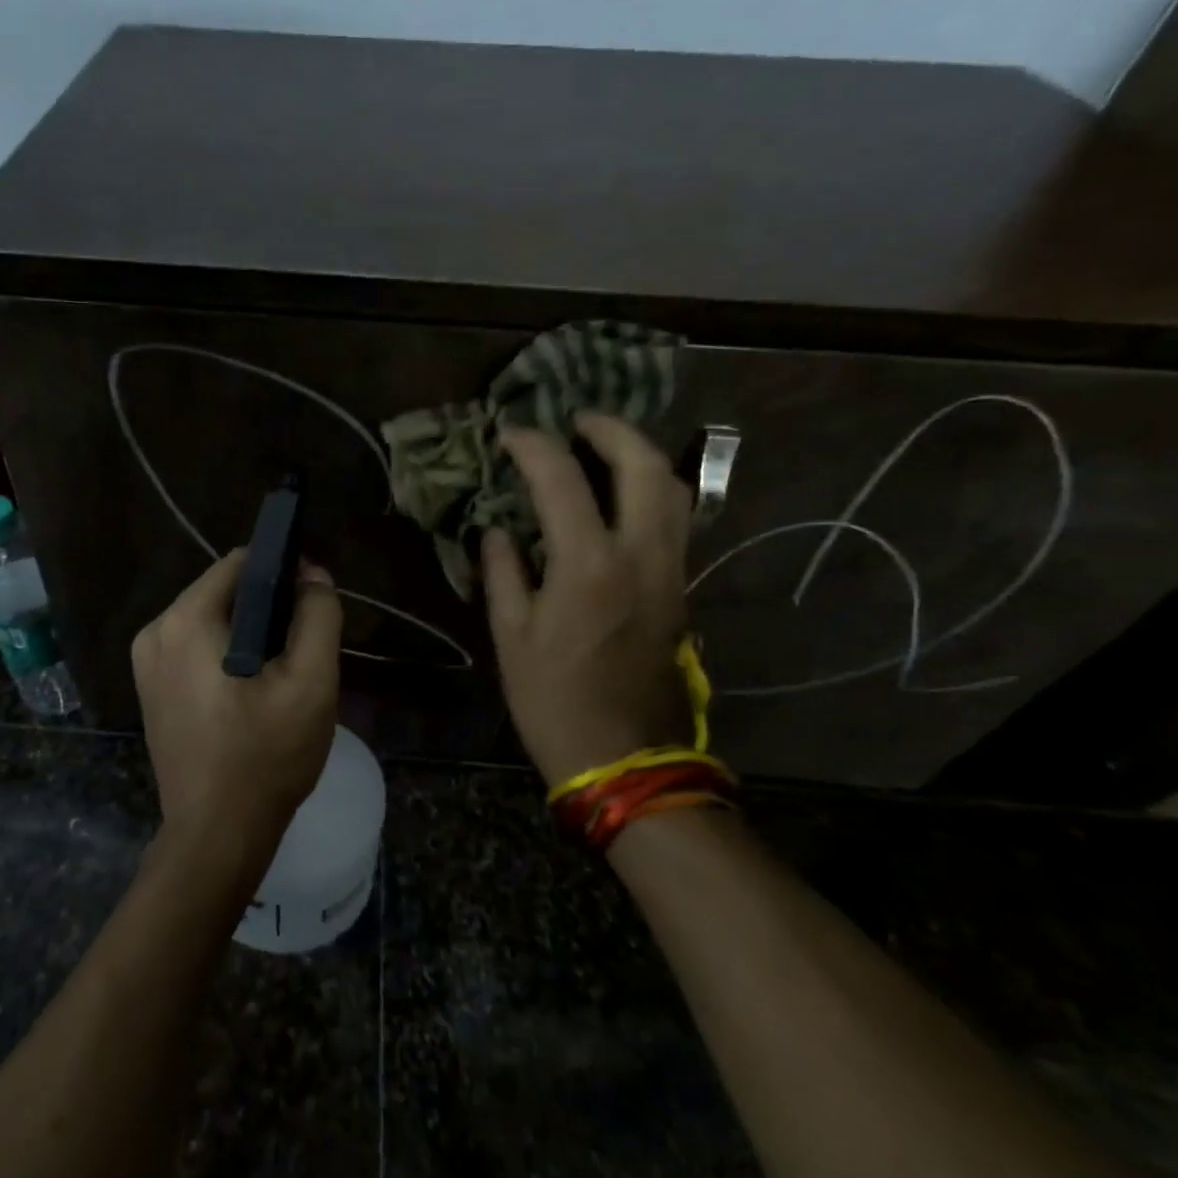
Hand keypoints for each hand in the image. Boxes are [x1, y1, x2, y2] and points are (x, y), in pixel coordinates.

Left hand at [132, 550, 343, 852]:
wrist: (217, 834)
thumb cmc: (266, 755)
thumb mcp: (310, 681)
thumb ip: (318, 616)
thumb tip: (313, 575)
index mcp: (186, 620)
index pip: (241, 563)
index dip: (283, 572)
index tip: (312, 602)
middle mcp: (155, 631)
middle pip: (223, 591)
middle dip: (266, 607)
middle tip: (301, 647)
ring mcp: (146, 663)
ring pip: (210, 621)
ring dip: (248, 634)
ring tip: (280, 672)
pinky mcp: (150, 690)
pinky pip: (195, 649)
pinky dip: (225, 655)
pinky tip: (251, 691)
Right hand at [482, 414, 693, 787]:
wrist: (625, 759)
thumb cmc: (554, 700)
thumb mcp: (511, 637)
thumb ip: (503, 572)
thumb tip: (497, 531)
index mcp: (589, 565)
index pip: (562, 480)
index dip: (533, 447)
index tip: (510, 433)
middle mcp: (641, 556)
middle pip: (645, 467)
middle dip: (612, 430)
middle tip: (578, 419)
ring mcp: (670, 572)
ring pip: (674, 491)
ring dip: (640, 455)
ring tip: (604, 446)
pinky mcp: (680, 590)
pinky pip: (675, 520)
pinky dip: (651, 490)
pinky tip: (621, 494)